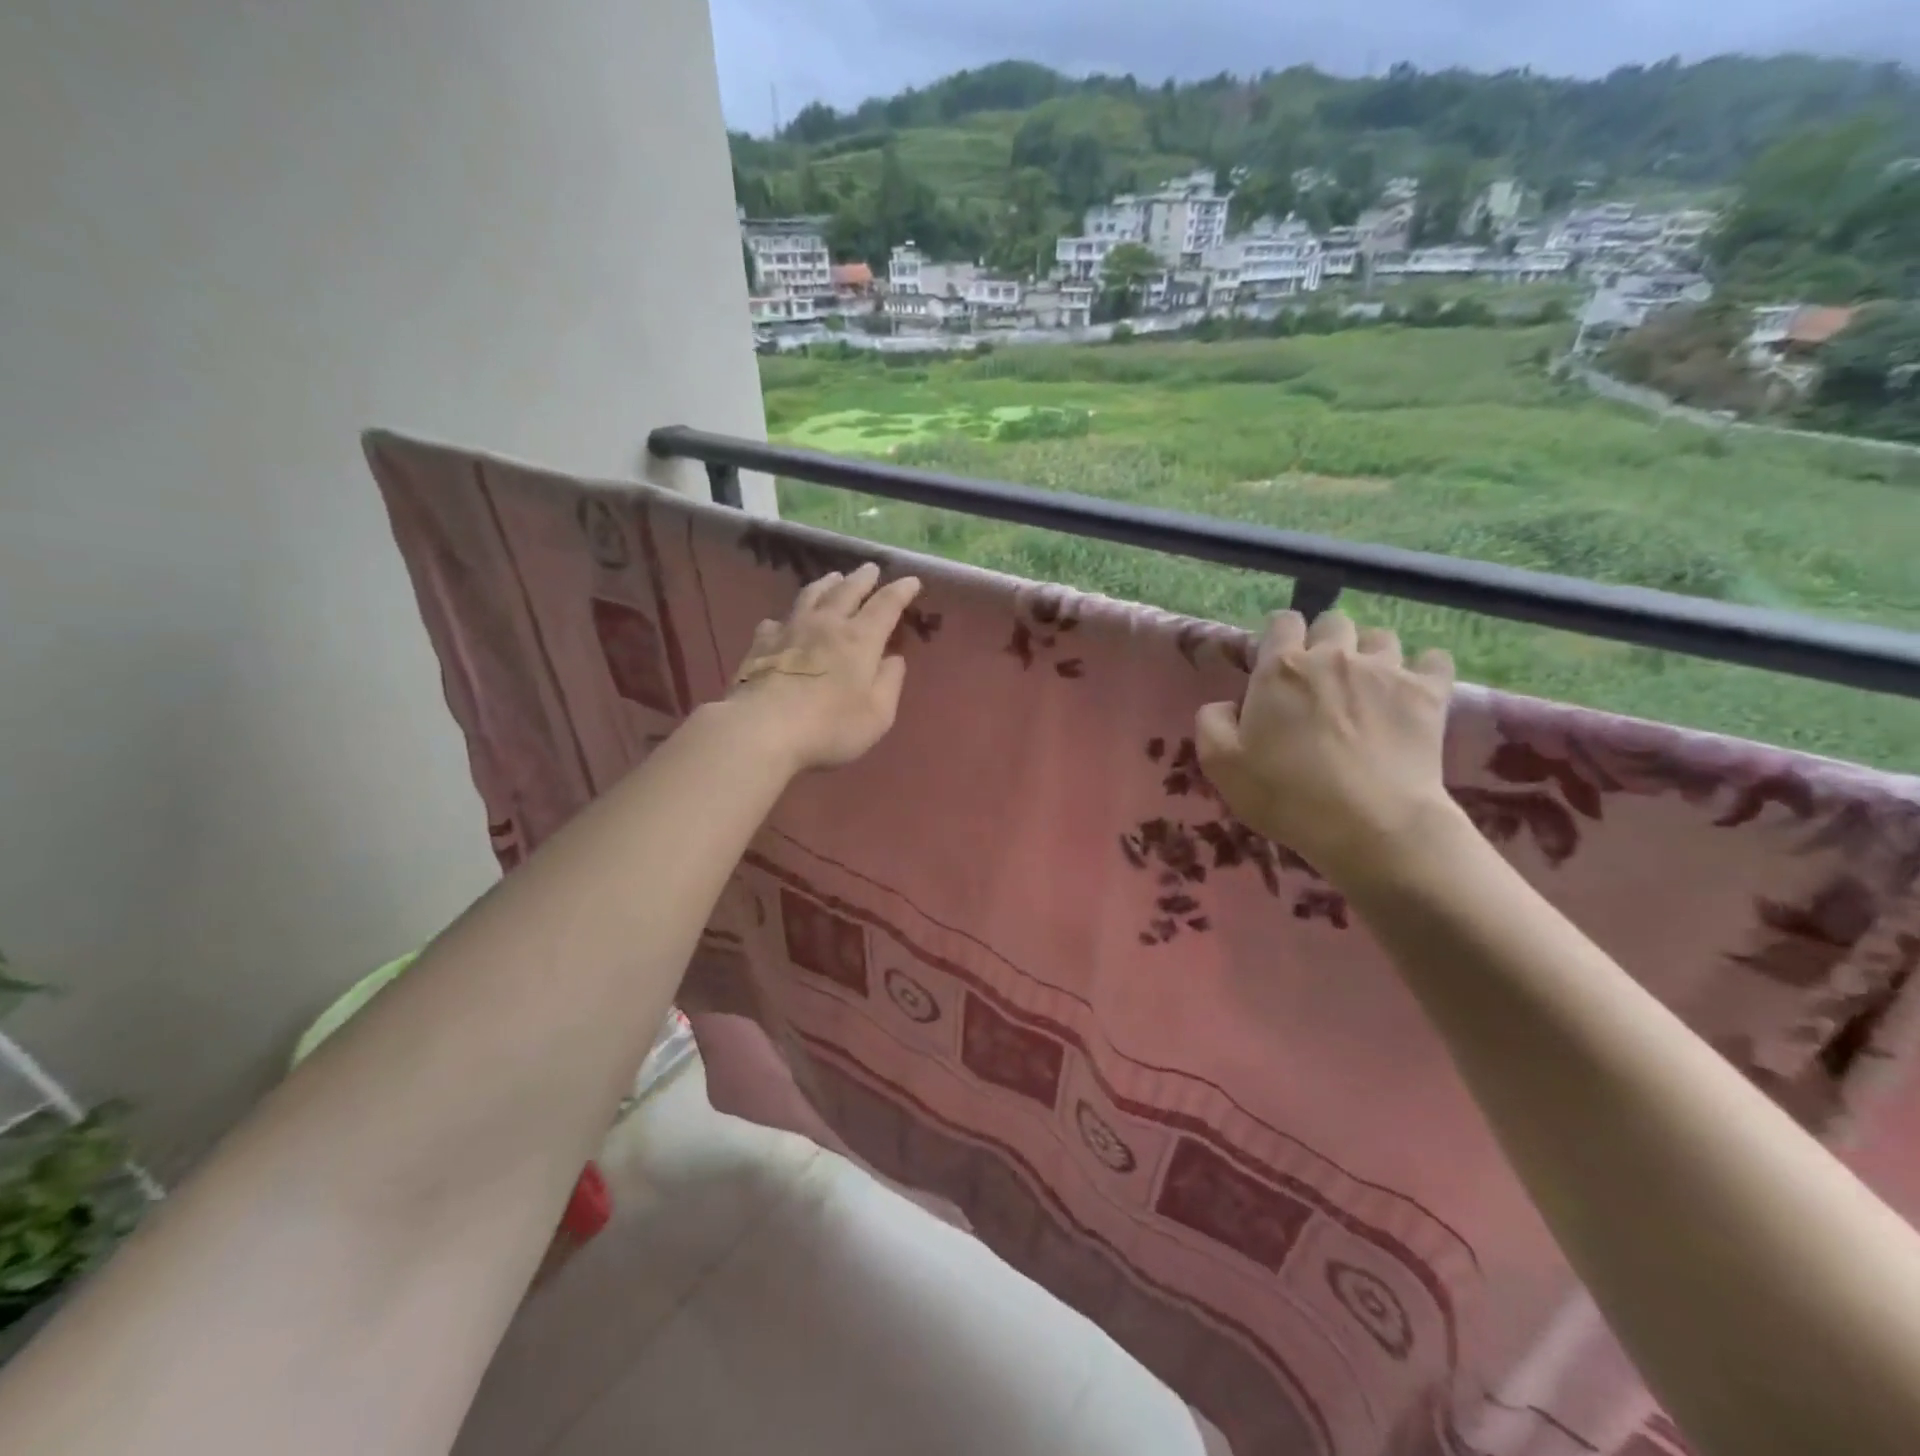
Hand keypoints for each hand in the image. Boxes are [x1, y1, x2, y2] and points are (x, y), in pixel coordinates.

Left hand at [730, 563, 922, 772]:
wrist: (762, 729)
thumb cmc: (830, 726)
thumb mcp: (877, 714)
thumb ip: (889, 683)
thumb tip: (894, 659)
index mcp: (860, 639)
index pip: (885, 605)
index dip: (900, 591)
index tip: (911, 580)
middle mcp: (826, 625)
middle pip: (846, 591)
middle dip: (862, 578)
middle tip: (870, 568)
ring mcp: (789, 631)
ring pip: (810, 596)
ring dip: (825, 584)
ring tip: (833, 578)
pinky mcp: (760, 645)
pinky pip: (775, 621)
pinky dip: (786, 617)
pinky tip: (782, 621)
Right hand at [1195, 610, 1457, 887]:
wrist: (1371, 825)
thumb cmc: (1286, 794)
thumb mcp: (1220, 764)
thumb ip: (1212, 721)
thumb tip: (1226, 704)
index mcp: (1280, 669)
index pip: (1282, 622)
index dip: (1279, 638)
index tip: (1277, 665)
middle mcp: (1333, 656)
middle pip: (1333, 622)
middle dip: (1325, 641)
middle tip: (1320, 679)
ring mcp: (1386, 670)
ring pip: (1380, 637)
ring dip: (1370, 654)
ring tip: (1366, 686)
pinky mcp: (1429, 693)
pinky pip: (1434, 658)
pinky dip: (1423, 668)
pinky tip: (1413, 690)